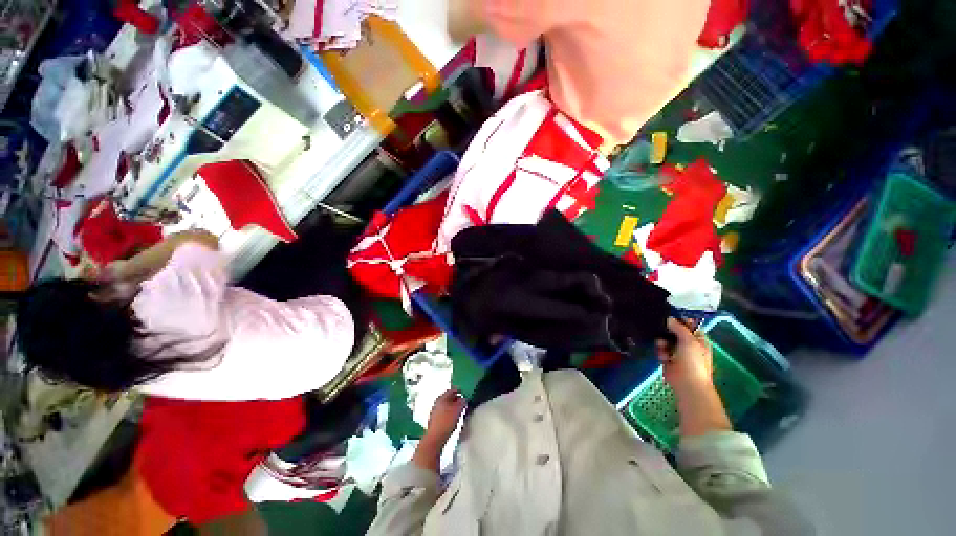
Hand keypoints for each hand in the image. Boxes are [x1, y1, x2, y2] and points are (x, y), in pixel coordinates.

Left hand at [414, 390, 465, 472]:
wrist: (434, 439)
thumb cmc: (446, 422)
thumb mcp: (458, 410)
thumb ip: (462, 402)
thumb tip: (464, 398)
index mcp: (442, 397)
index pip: (451, 390)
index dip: (459, 391)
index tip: (465, 393)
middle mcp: (437, 402)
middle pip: (448, 397)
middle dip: (455, 398)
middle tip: (463, 401)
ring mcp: (434, 411)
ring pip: (445, 405)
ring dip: (452, 406)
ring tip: (459, 410)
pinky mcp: (434, 420)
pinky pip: (443, 412)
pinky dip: (448, 412)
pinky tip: (453, 418)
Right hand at [656, 317, 714, 396]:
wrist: (687, 383)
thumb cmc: (693, 361)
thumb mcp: (689, 341)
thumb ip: (679, 328)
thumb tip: (669, 318)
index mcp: (698, 340)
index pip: (689, 325)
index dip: (680, 320)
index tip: (669, 316)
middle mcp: (688, 345)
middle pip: (674, 332)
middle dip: (667, 331)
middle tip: (661, 329)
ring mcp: (677, 352)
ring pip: (665, 340)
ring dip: (662, 342)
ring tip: (662, 346)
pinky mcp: (667, 359)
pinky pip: (661, 350)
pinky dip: (660, 352)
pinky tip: (663, 356)